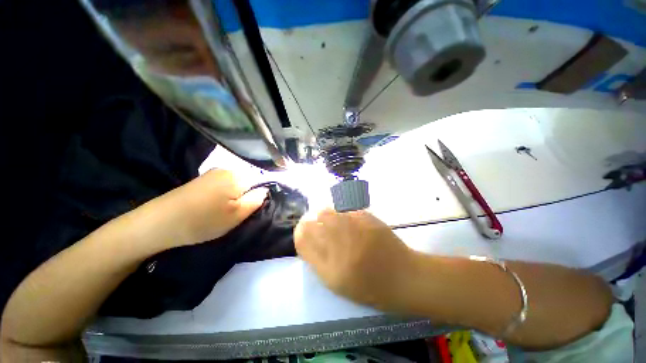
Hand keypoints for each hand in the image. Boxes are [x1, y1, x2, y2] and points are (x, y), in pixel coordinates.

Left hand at [164, 169, 267, 245]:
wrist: (159, 223)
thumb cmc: (203, 220)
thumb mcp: (236, 215)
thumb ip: (256, 200)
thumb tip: (265, 190)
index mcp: (237, 176)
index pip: (261, 179)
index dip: (260, 193)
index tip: (252, 208)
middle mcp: (226, 169)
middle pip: (248, 181)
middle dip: (247, 195)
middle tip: (238, 213)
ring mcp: (212, 173)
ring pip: (235, 184)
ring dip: (235, 196)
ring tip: (224, 211)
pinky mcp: (202, 180)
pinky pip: (223, 185)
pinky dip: (224, 195)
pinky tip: (213, 207)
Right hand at [294, 209, 413, 310]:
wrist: (403, 276)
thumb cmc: (370, 286)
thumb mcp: (338, 282)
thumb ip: (318, 260)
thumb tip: (307, 237)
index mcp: (330, 268)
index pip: (303, 240)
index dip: (299, 232)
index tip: (302, 230)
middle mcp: (339, 246)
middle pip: (312, 223)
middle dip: (311, 222)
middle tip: (317, 225)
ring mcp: (353, 229)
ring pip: (327, 212)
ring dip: (326, 216)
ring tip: (333, 222)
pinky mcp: (366, 218)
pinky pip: (344, 209)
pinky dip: (341, 213)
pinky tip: (349, 220)